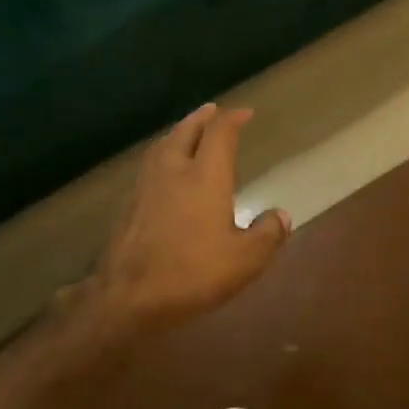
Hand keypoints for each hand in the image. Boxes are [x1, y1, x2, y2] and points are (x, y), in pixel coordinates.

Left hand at [84, 104, 289, 325]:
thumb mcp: (245, 260)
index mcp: (205, 176)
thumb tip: (281, 215)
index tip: (245, 113)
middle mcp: (174, 171)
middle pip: (186, 131)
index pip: (220, 133)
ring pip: (163, 146)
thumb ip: (267, 234)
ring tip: (188, 132)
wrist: (128, 297)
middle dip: (202, 118)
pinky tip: (165, 171)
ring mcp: (146, 187)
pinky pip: (149, 165)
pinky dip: (163, 156)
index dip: (233, 119)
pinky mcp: (129, 206)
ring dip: (178, 133)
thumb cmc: (192, 273)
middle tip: (213, 110)